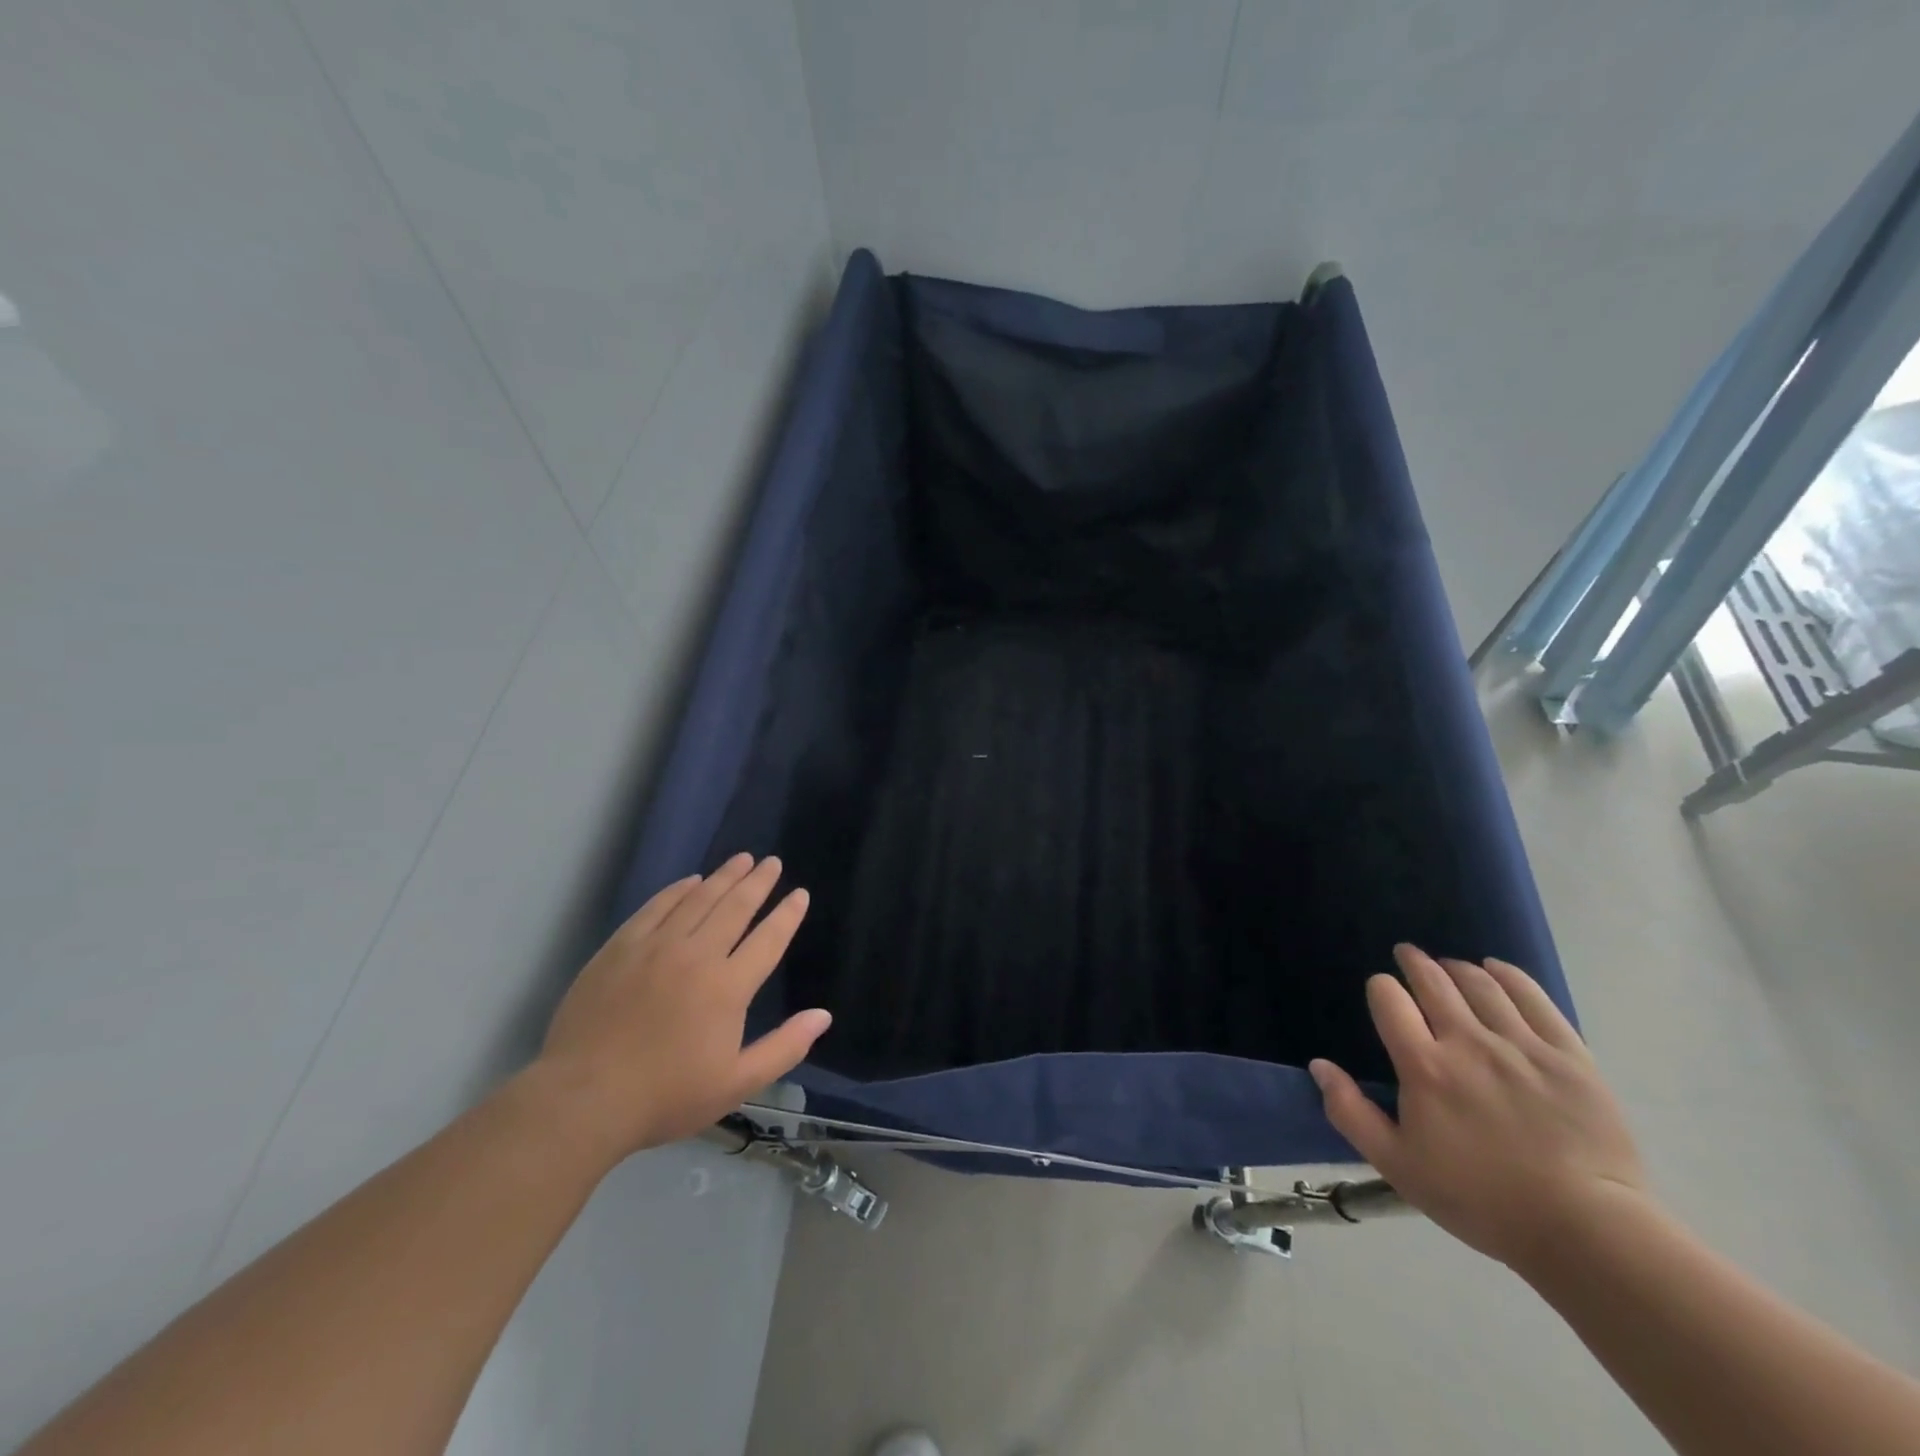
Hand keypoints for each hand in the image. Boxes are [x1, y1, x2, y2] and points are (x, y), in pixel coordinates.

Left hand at [533, 853, 830, 1165]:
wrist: (583, 1098)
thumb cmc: (666, 1096)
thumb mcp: (736, 1084)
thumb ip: (785, 1047)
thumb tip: (823, 1015)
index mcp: (729, 987)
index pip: (768, 939)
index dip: (787, 914)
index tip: (799, 894)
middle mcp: (697, 955)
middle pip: (735, 907)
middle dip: (758, 882)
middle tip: (772, 862)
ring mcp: (656, 947)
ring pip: (698, 899)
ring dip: (724, 877)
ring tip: (742, 859)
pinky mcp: (621, 947)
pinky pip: (657, 907)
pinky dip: (678, 889)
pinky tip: (691, 881)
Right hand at [1309, 944, 1647, 1274]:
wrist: (1586, 1232)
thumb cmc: (1481, 1201)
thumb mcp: (1397, 1166)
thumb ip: (1350, 1112)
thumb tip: (1319, 1065)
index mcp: (1424, 1066)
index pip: (1389, 999)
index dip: (1381, 988)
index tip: (1383, 993)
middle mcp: (1468, 1042)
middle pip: (1434, 981)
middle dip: (1415, 962)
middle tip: (1408, 954)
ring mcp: (1522, 1045)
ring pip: (1481, 984)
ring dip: (1457, 968)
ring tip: (1450, 966)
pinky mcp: (1569, 1056)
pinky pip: (1534, 999)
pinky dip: (1509, 976)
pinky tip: (1497, 970)